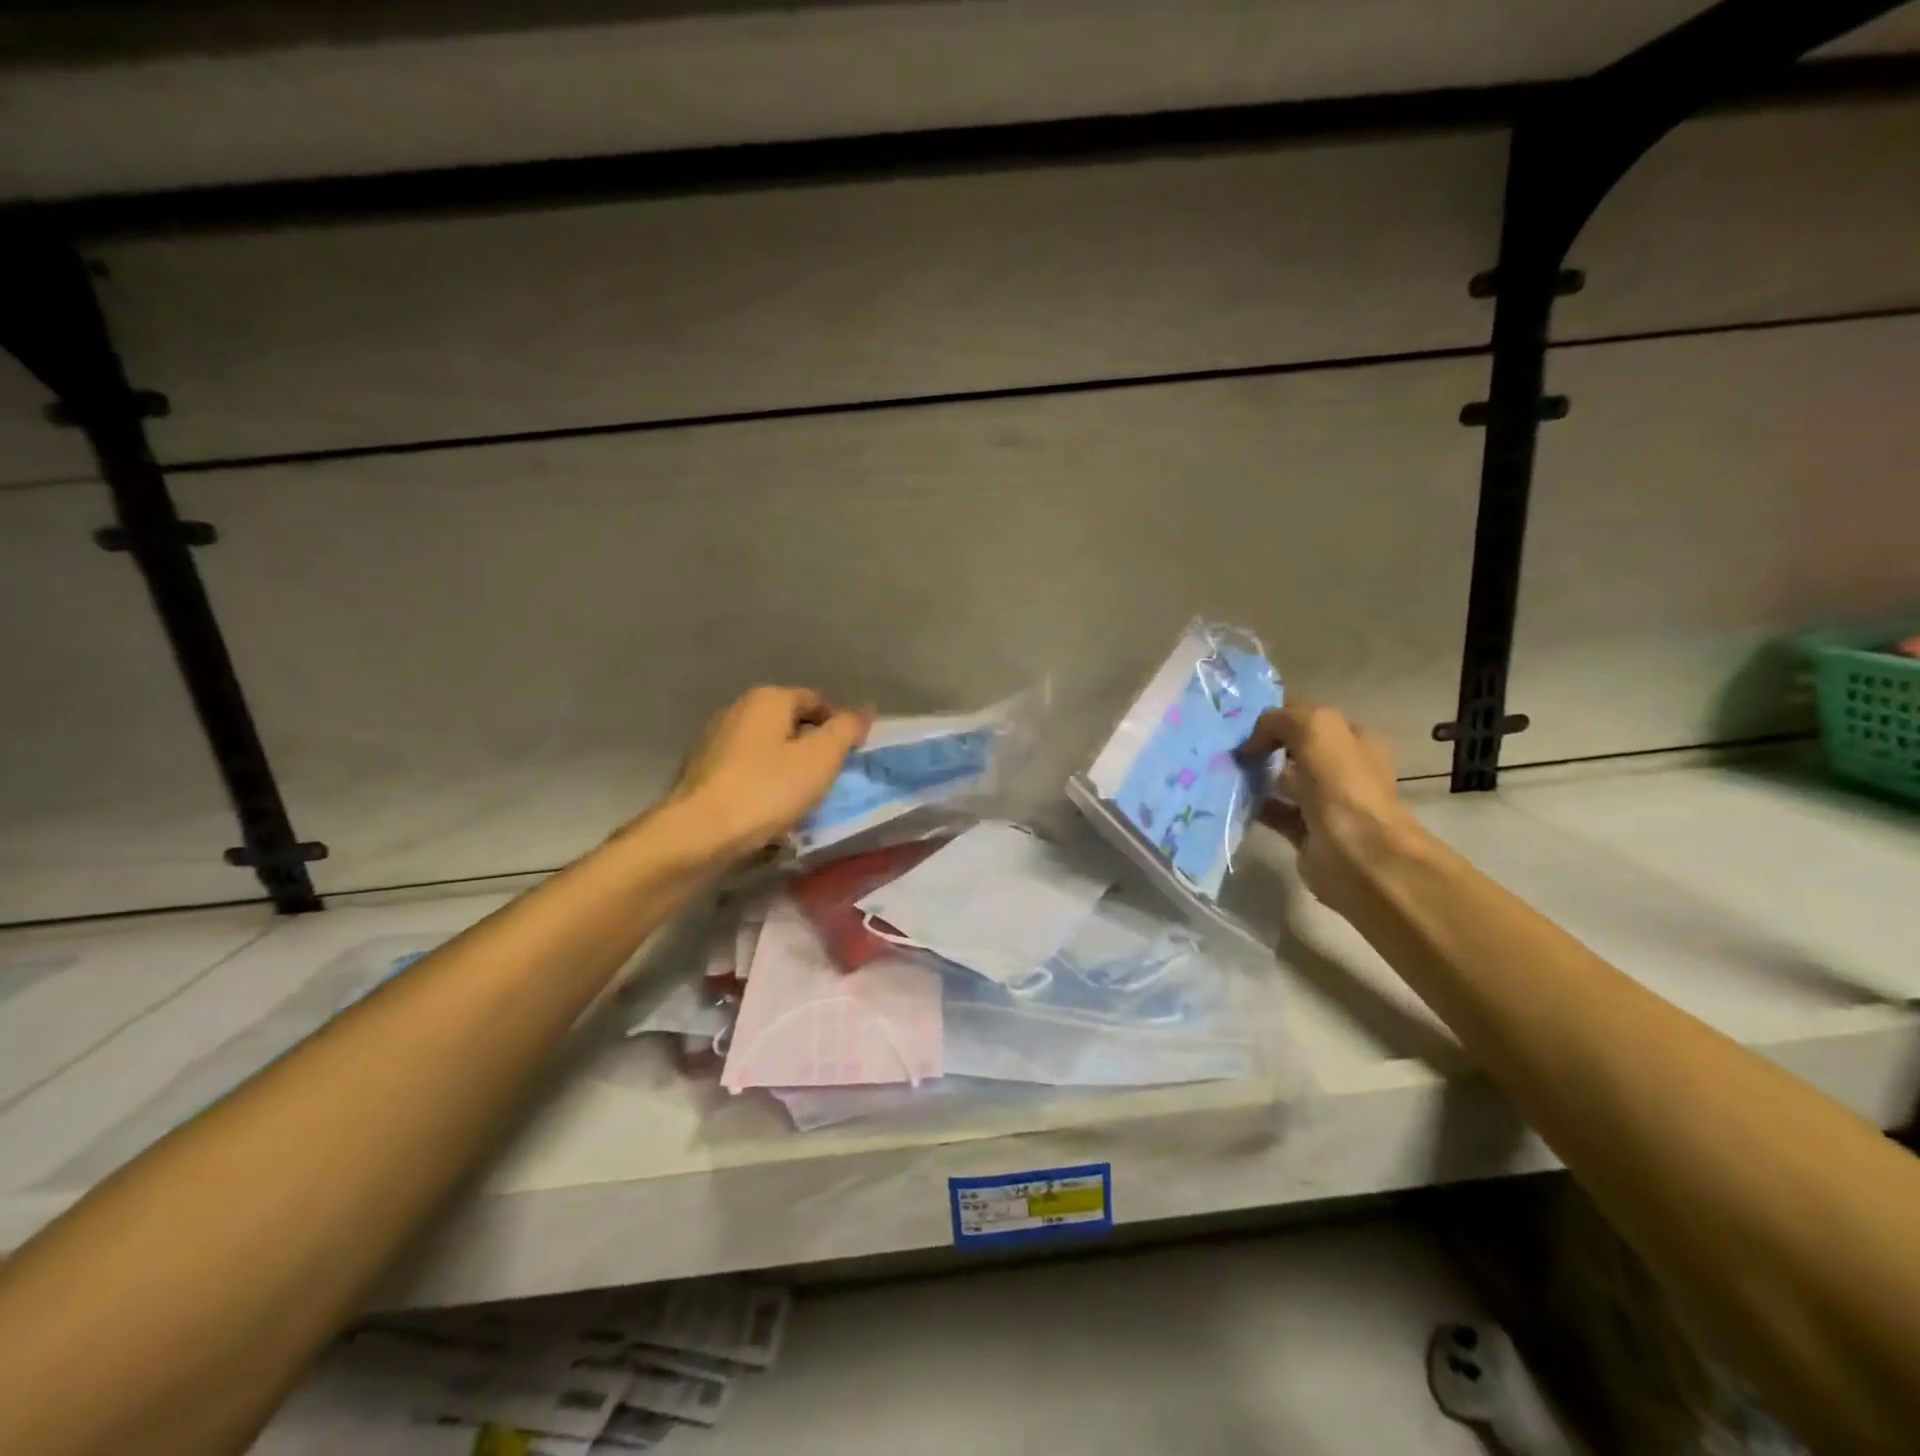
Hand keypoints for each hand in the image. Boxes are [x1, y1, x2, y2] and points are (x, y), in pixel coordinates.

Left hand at [658, 686, 872, 858]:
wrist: (698, 834)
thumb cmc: (767, 790)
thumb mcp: (821, 758)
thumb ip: (846, 729)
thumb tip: (865, 709)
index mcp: (767, 699)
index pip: (816, 701)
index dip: (839, 725)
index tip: (850, 758)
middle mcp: (738, 709)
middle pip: (789, 722)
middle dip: (812, 746)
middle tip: (829, 779)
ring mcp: (714, 739)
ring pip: (766, 747)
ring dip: (787, 766)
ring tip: (802, 797)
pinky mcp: (701, 771)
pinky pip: (746, 769)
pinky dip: (763, 781)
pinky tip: (769, 808)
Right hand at [1239, 701, 1429, 918]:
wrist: (1359, 855)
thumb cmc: (1343, 785)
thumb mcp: (1316, 728)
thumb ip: (1281, 720)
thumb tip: (1253, 742)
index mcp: (1354, 741)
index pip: (1311, 719)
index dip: (1279, 716)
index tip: (1242, 722)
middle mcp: (1343, 770)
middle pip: (1295, 750)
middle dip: (1264, 746)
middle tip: (1229, 746)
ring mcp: (1325, 803)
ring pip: (1283, 781)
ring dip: (1256, 775)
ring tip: (1224, 771)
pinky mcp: (1306, 832)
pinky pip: (1274, 813)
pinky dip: (1253, 806)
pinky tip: (1231, 799)